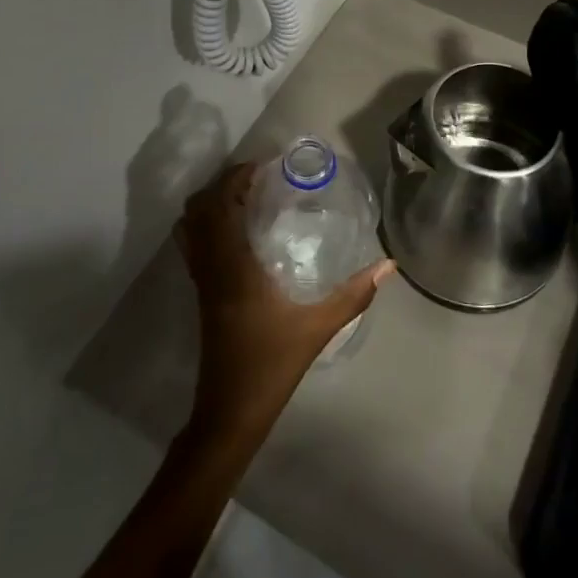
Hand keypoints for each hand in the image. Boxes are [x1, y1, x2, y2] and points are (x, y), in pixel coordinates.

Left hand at [175, 162, 394, 438]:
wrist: (229, 412)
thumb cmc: (271, 365)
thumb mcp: (317, 328)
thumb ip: (353, 294)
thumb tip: (388, 265)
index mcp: (233, 267)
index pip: (221, 206)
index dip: (236, 178)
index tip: (263, 165)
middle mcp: (210, 266)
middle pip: (199, 209)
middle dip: (224, 184)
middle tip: (258, 177)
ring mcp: (200, 280)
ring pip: (190, 226)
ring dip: (211, 202)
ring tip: (245, 196)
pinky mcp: (200, 292)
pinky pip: (193, 244)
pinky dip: (207, 224)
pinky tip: (238, 230)